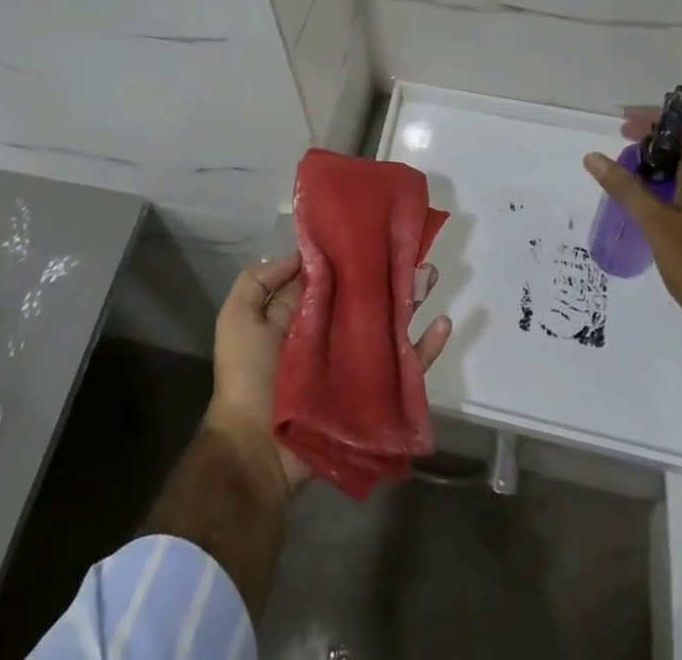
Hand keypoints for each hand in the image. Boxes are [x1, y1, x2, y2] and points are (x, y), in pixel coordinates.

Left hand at [206, 251, 451, 496]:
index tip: (378, 230)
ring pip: (391, 323)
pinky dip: (426, 349)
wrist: (256, 450)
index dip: (355, 253)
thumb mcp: (238, 317)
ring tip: (431, 275)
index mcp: (305, 312)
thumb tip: (304, 253)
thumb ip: (261, 280)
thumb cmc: (247, 377)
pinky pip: (406, 368)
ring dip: (413, 299)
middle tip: (416, 249)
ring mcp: (355, 361)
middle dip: (391, 272)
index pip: (336, 275)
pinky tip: (443, 325)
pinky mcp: (373, 392)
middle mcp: (334, 331)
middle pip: (369, 295)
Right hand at [584, 112, 681, 352]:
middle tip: (620, 147)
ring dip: (660, 166)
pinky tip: (649, 207)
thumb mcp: (656, 224)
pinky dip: (668, 188)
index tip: (623, 123)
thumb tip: (593, 156)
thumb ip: (625, 188)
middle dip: (652, 142)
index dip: (654, 119)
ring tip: (629, 174)